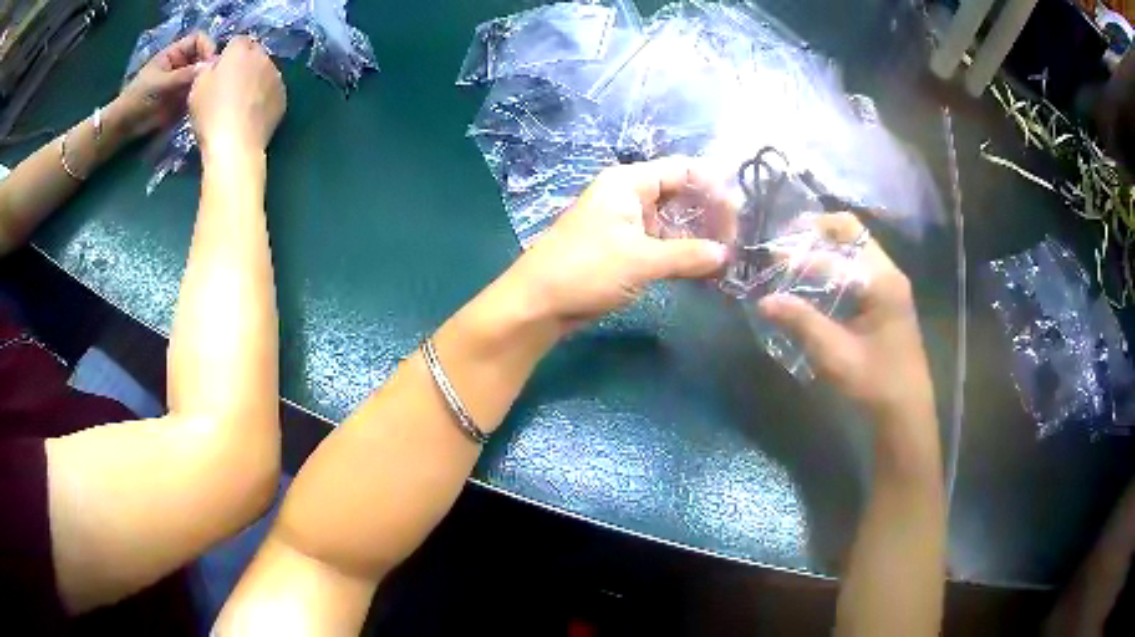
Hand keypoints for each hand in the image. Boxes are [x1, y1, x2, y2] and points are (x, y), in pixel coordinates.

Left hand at [114, 32, 216, 138]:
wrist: (126, 124)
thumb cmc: (138, 97)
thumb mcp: (159, 83)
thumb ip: (182, 75)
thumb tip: (208, 67)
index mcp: (175, 53)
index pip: (198, 40)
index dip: (207, 46)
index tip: (211, 61)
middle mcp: (182, 64)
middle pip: (203, 57)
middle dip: (209, 66)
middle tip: (214, 79)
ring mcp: (182, 82)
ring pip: (202, 76)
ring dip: (206, 83)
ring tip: (207, 93)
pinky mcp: (182, 100)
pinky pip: (197, 94)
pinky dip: (201, 97)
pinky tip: (201, 104)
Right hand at [189, 37, 285, 159]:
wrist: (235, 145)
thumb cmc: (211, 114)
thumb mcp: (197, 88)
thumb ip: (206, 70)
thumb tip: (213, 65)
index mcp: (241, 51)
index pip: (237, 42)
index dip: (227, 56)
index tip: (218, 73)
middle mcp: (263, 58)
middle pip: (253, 54)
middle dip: (243, 65)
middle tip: (229, 88)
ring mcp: (277, 76)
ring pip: (265, 71)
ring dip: (255, 80)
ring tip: (240, 104)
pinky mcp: (283, 97)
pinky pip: (272, 90)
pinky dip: (263, 97)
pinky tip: (252, 114)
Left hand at [503, 157, 729, 331]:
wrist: (538, 302)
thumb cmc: (586, 269)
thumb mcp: (641, 260)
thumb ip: (689, 255)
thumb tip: (727, 256)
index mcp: (629, 182)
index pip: (684, 170)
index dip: (714, 188)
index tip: (739, 215)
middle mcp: (630, 195)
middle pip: (682, 193)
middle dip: (710, 214)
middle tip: (738, 240)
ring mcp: (626, 221)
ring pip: (673, 220)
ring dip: (698, 237)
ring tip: (727, 256)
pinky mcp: (624, 247)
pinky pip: (662, 242)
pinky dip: (682, 253)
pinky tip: (704, 268)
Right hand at [758, 213, 933, 425]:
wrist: (906, 412)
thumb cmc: (875, 384)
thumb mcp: (836, 356)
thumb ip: (802, 323)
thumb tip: (764, 301)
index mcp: (882, 282)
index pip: (835, 255)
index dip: (801, 255)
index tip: (770, 259)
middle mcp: (888, 272)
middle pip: (850, 232)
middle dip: (815, 231)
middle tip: (783, 240)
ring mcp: (889, 283)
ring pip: (854, 246)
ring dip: (824, 245)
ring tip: (793, 256)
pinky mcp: (886, 296)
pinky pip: (857, 265)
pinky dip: (833, 263)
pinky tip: (814, 279)